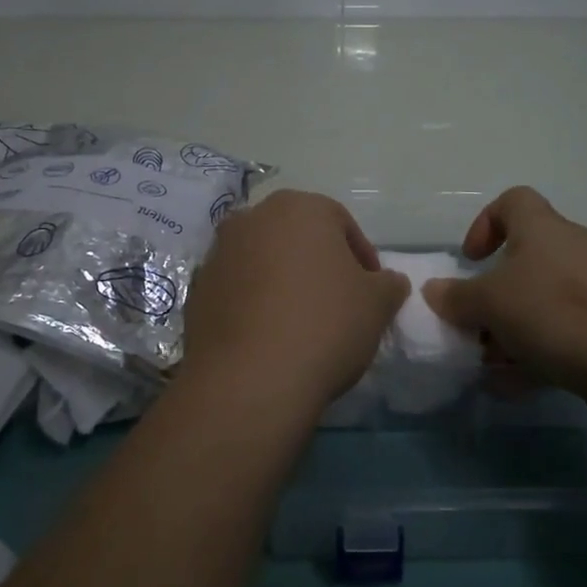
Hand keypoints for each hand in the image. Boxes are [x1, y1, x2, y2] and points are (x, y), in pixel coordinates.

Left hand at [182, 189, 408, 417]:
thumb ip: (388, 284)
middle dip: (318, 263)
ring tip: (300, 323)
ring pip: (263, 260)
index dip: (362, 257)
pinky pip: (237, 288)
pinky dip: (253, 303)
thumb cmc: (324, 325)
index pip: (341, 222)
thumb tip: (389, 281)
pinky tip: (268, 337)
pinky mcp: (197, 289)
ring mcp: (219, 252)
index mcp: (299, 207)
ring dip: (282, 281)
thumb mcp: (377, 304)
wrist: (250, 379)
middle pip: (297, 236)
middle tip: (338, 303)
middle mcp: (253, 217)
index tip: (371, 291)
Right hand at [423, 186, 586, 401]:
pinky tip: (525, 386)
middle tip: (480, 327)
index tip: (471, 260)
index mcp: (542, 229)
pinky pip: (573, 331)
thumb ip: (457, 298)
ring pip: (549, 301)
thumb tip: (433, 290)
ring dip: (518, 329)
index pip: (513, 201)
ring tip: (496, 366)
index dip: (486, 224)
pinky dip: (546, 352)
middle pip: (529, 260)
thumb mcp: (489, 304)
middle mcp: (575, 248)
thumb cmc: (555, 311)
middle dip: (499, 295)